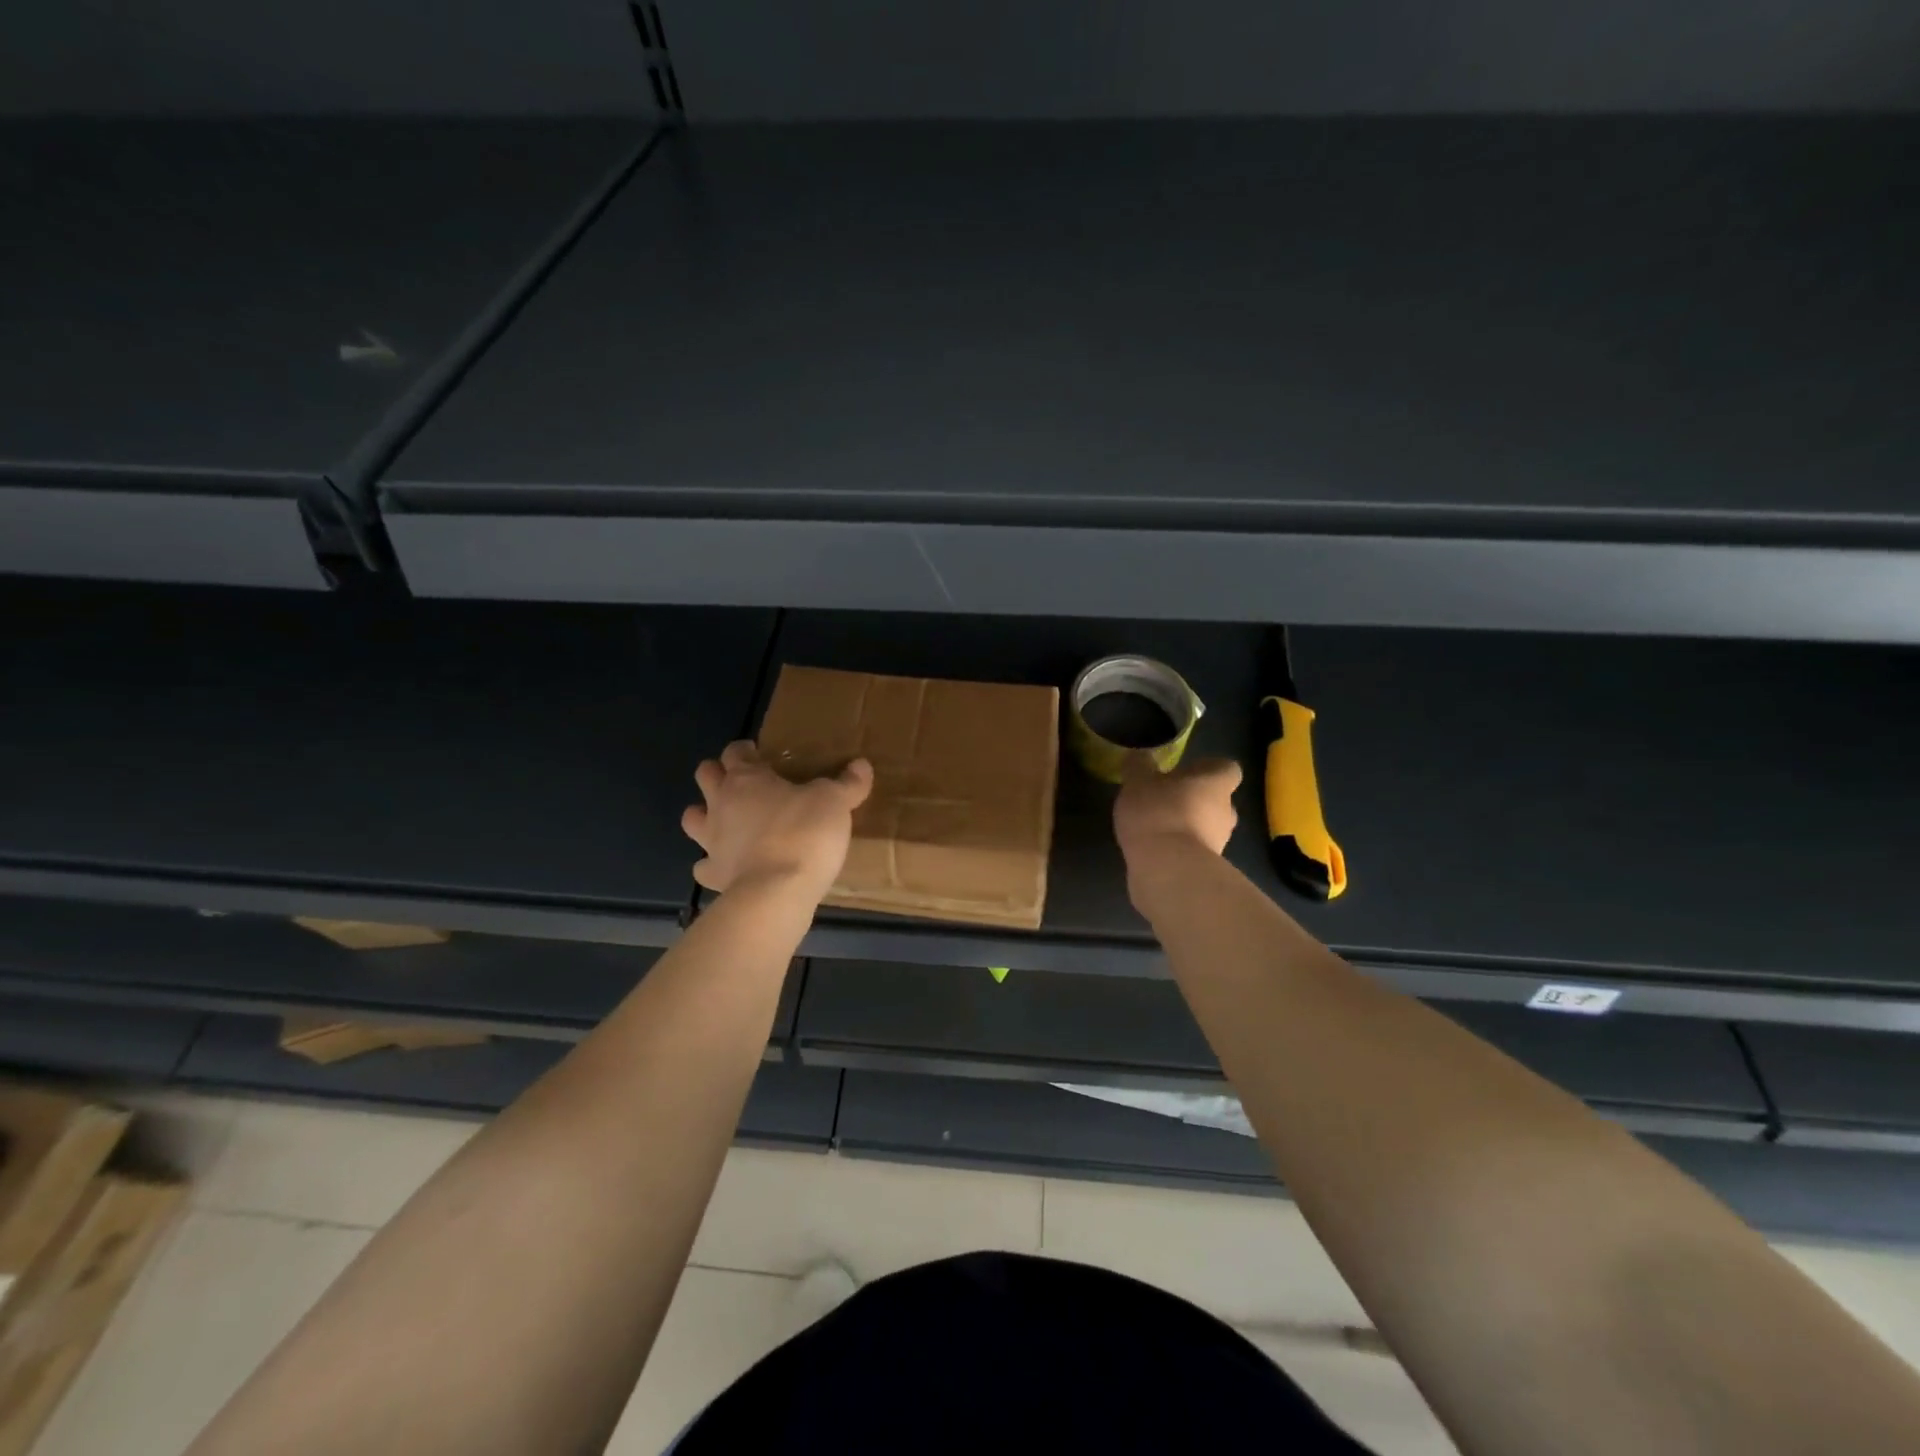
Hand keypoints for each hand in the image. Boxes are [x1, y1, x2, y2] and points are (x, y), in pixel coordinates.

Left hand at [682, 741, 873, 897]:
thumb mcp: (835, 802)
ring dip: (705, 816)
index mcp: (746, 779)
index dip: (745, 750)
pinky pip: (704, 866)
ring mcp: (711, 841)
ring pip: (692, 818)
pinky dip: (714, 864)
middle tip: (744, 783)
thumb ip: (847, 783)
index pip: (735, 752)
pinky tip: (731, 867)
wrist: (777, 892)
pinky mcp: (714, 875)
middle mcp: (721, 804)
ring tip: (729, 822)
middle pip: (705, 775)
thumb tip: (861, 765)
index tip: (760, 754)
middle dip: (718, 775)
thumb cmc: (804, 834)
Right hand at [1114, 755, 1241, 870]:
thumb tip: (1140, 756)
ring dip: (1189, 826)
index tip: (1187, 772)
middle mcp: (1226, 811)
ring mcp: (1220, 843)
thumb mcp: (1137, 781)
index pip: (1227, 769)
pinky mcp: (1206, 869)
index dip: (1208, 769)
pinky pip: (1194, 851)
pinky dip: (1180, 849)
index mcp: (1215, 783)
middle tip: (1168, 799)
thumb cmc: (1157, 812)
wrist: (1167, 870)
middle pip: (1218, 800)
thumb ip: (1139, 766)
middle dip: (1197, 800)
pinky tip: (1156, 850)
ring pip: (1208, 828)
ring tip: (1158, 827)